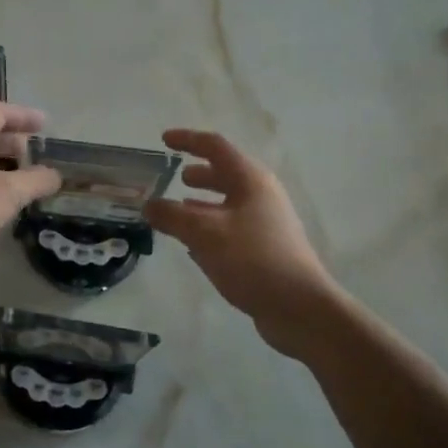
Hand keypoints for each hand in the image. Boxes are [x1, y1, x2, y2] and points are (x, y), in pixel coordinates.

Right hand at [146, 128, 340, 354]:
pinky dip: (210, 227)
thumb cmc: (252, 259)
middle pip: (225, 174)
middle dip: (198, 174)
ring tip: (178, 210)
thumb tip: (148, 205)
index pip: (215, 147)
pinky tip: (194, 245)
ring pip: (228, 203)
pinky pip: (232, 228)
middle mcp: (261, 195)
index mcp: (250, 180)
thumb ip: (172, 216)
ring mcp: (266, 223)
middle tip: (173, 177)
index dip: (187, 140)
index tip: (163, 140)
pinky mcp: (265, 249)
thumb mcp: (203, 234)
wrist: (299, 307)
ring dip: (202, 203)